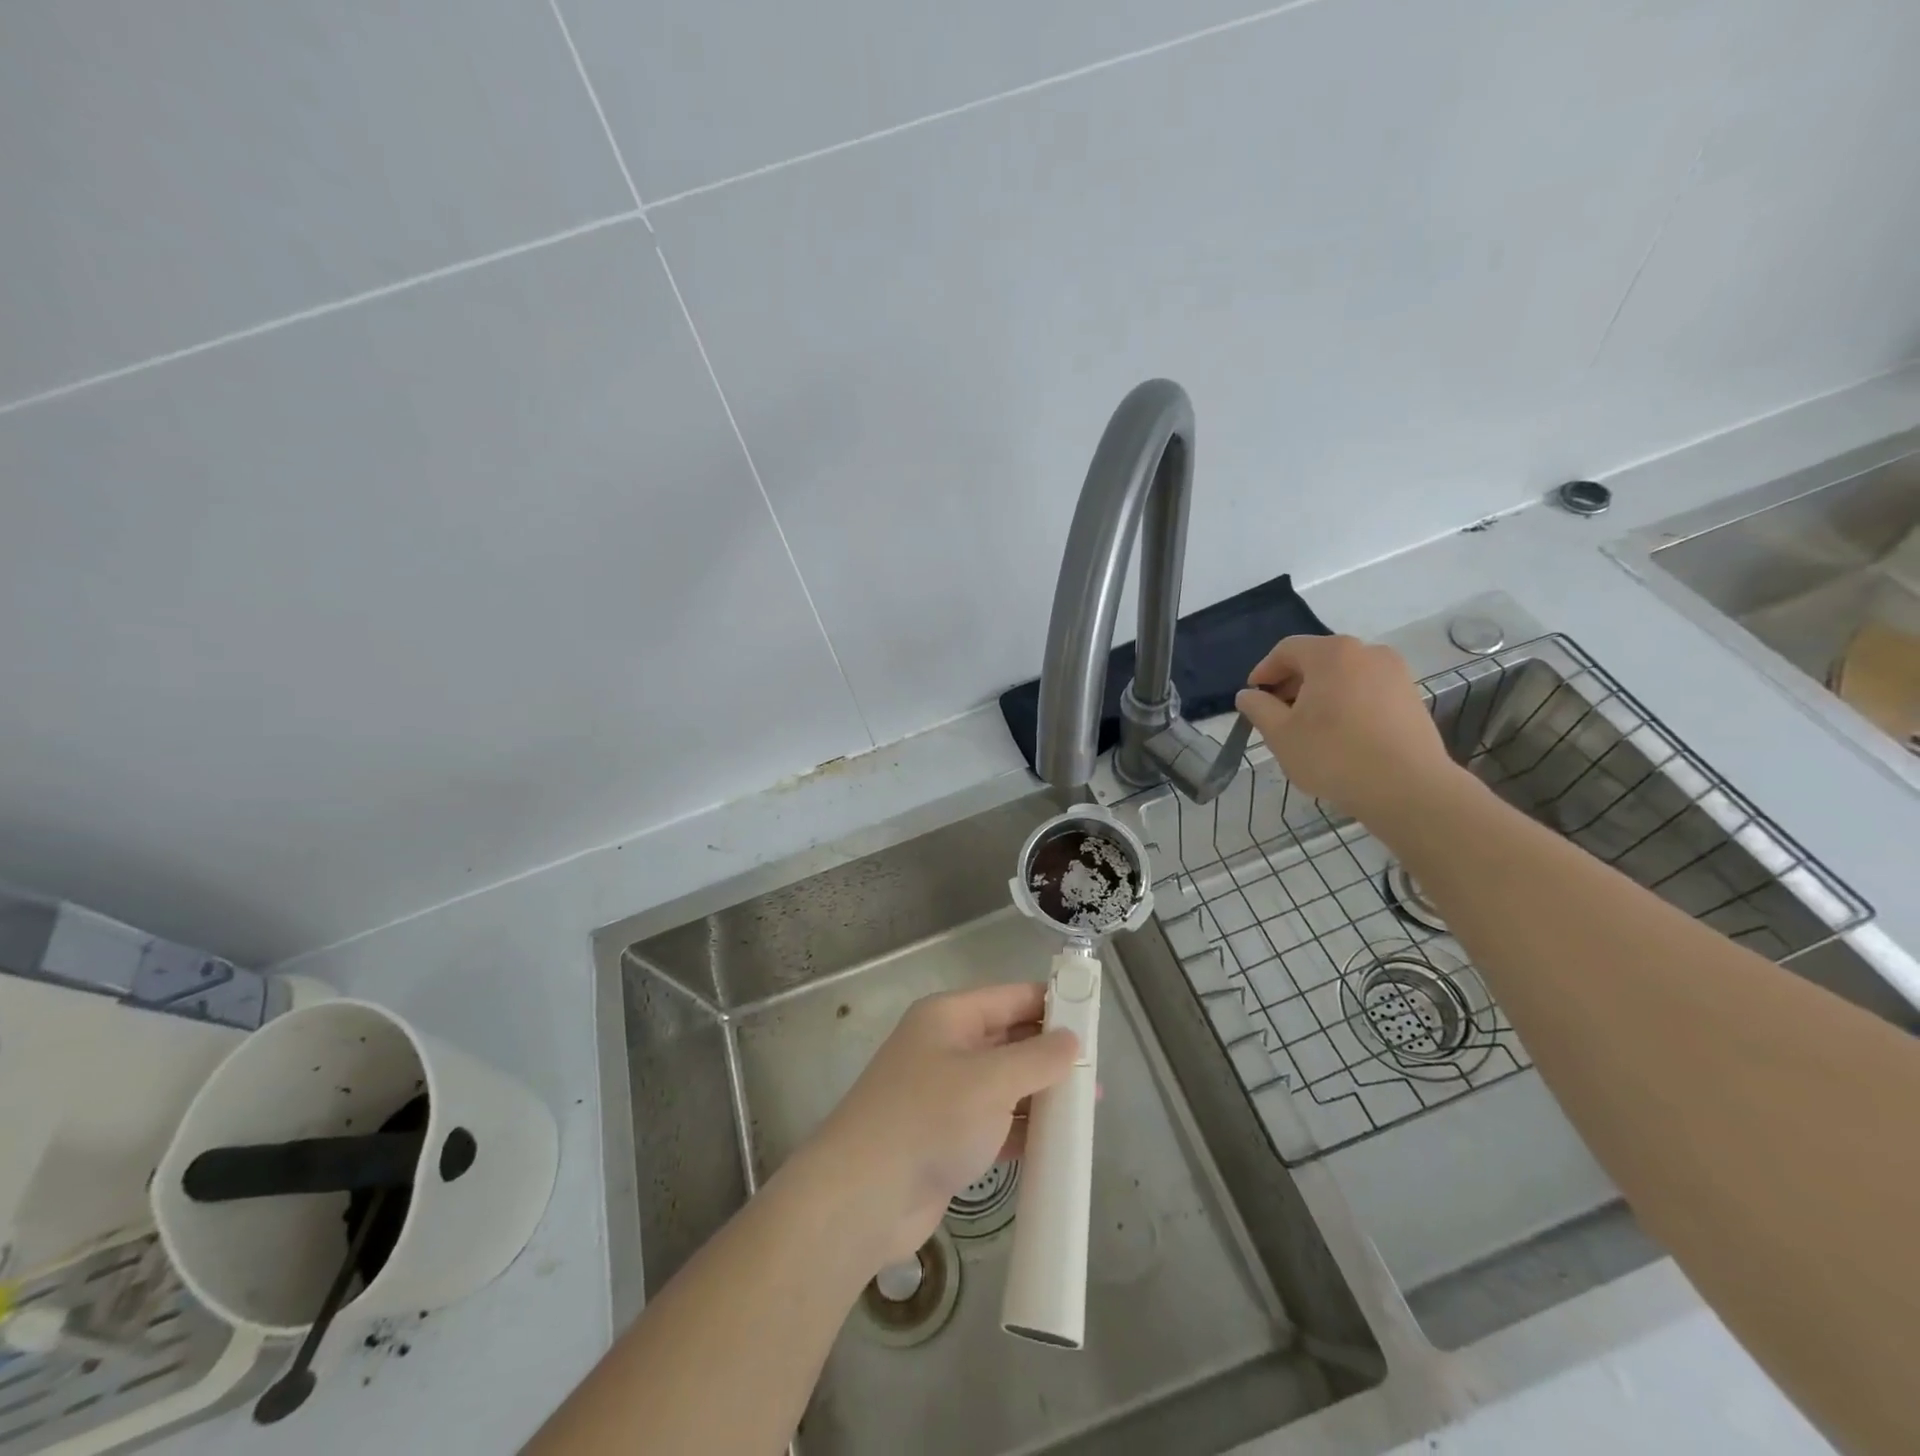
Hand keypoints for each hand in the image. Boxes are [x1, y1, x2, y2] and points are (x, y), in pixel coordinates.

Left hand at [806, 984, 1077, 1266]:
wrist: (863, 1196)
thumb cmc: (930, 1118)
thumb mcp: (991, 1080)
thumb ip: (1038, 1058)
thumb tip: (1073, 1039)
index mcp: (950, 1016)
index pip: (1011, 997)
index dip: (1052, 1003)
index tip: (1093, 1019)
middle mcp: (947, 1047)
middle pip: (1009, 1039)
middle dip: (1051, 1054)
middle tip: (1097, 1073)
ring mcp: (945, 1094)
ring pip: (1005, 1084)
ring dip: (1042, 1095)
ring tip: (1088, 1109)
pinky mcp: (948, 1137)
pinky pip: (996, 1123)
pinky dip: (1024, 1129)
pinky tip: (1058, 1144)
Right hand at [1235, 634, 1460, 822]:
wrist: (1408, 787)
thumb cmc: (1334, 755)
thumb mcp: (1280, 734)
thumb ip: (1258, 708)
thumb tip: (1248, 695)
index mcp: (1331, 654)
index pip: (1287, 650)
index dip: (1264, 671)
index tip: (1253, 697)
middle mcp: (1367, 652)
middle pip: (1318, 659)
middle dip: (1292, 683)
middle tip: (1277, 714)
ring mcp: (1395, 673)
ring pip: (1344, 675)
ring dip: (1320, 694)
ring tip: (1308, 728)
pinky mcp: (1411, 697)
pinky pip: (1367, 690)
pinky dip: (1347, 703)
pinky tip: (1340, 735)